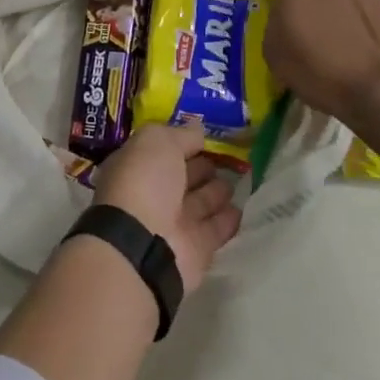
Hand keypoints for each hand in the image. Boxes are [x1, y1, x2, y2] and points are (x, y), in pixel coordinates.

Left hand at [93, 126, 240, 291]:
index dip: (183, 143)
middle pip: (183, 177)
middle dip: (202, 168)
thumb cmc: (144, 182)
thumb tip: (198, 129)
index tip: (207, 137)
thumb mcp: (158, 142)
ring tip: (239, 179)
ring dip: (217, 192)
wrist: (144, 245)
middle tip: (228, 158)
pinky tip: (242, 207)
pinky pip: (215, 230)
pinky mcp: (196, 250)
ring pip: (201, 203)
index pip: (164, 151)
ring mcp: (174, 224)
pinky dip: (228, 220)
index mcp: (137, 167)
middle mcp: (153, 195)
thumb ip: (181, 135)